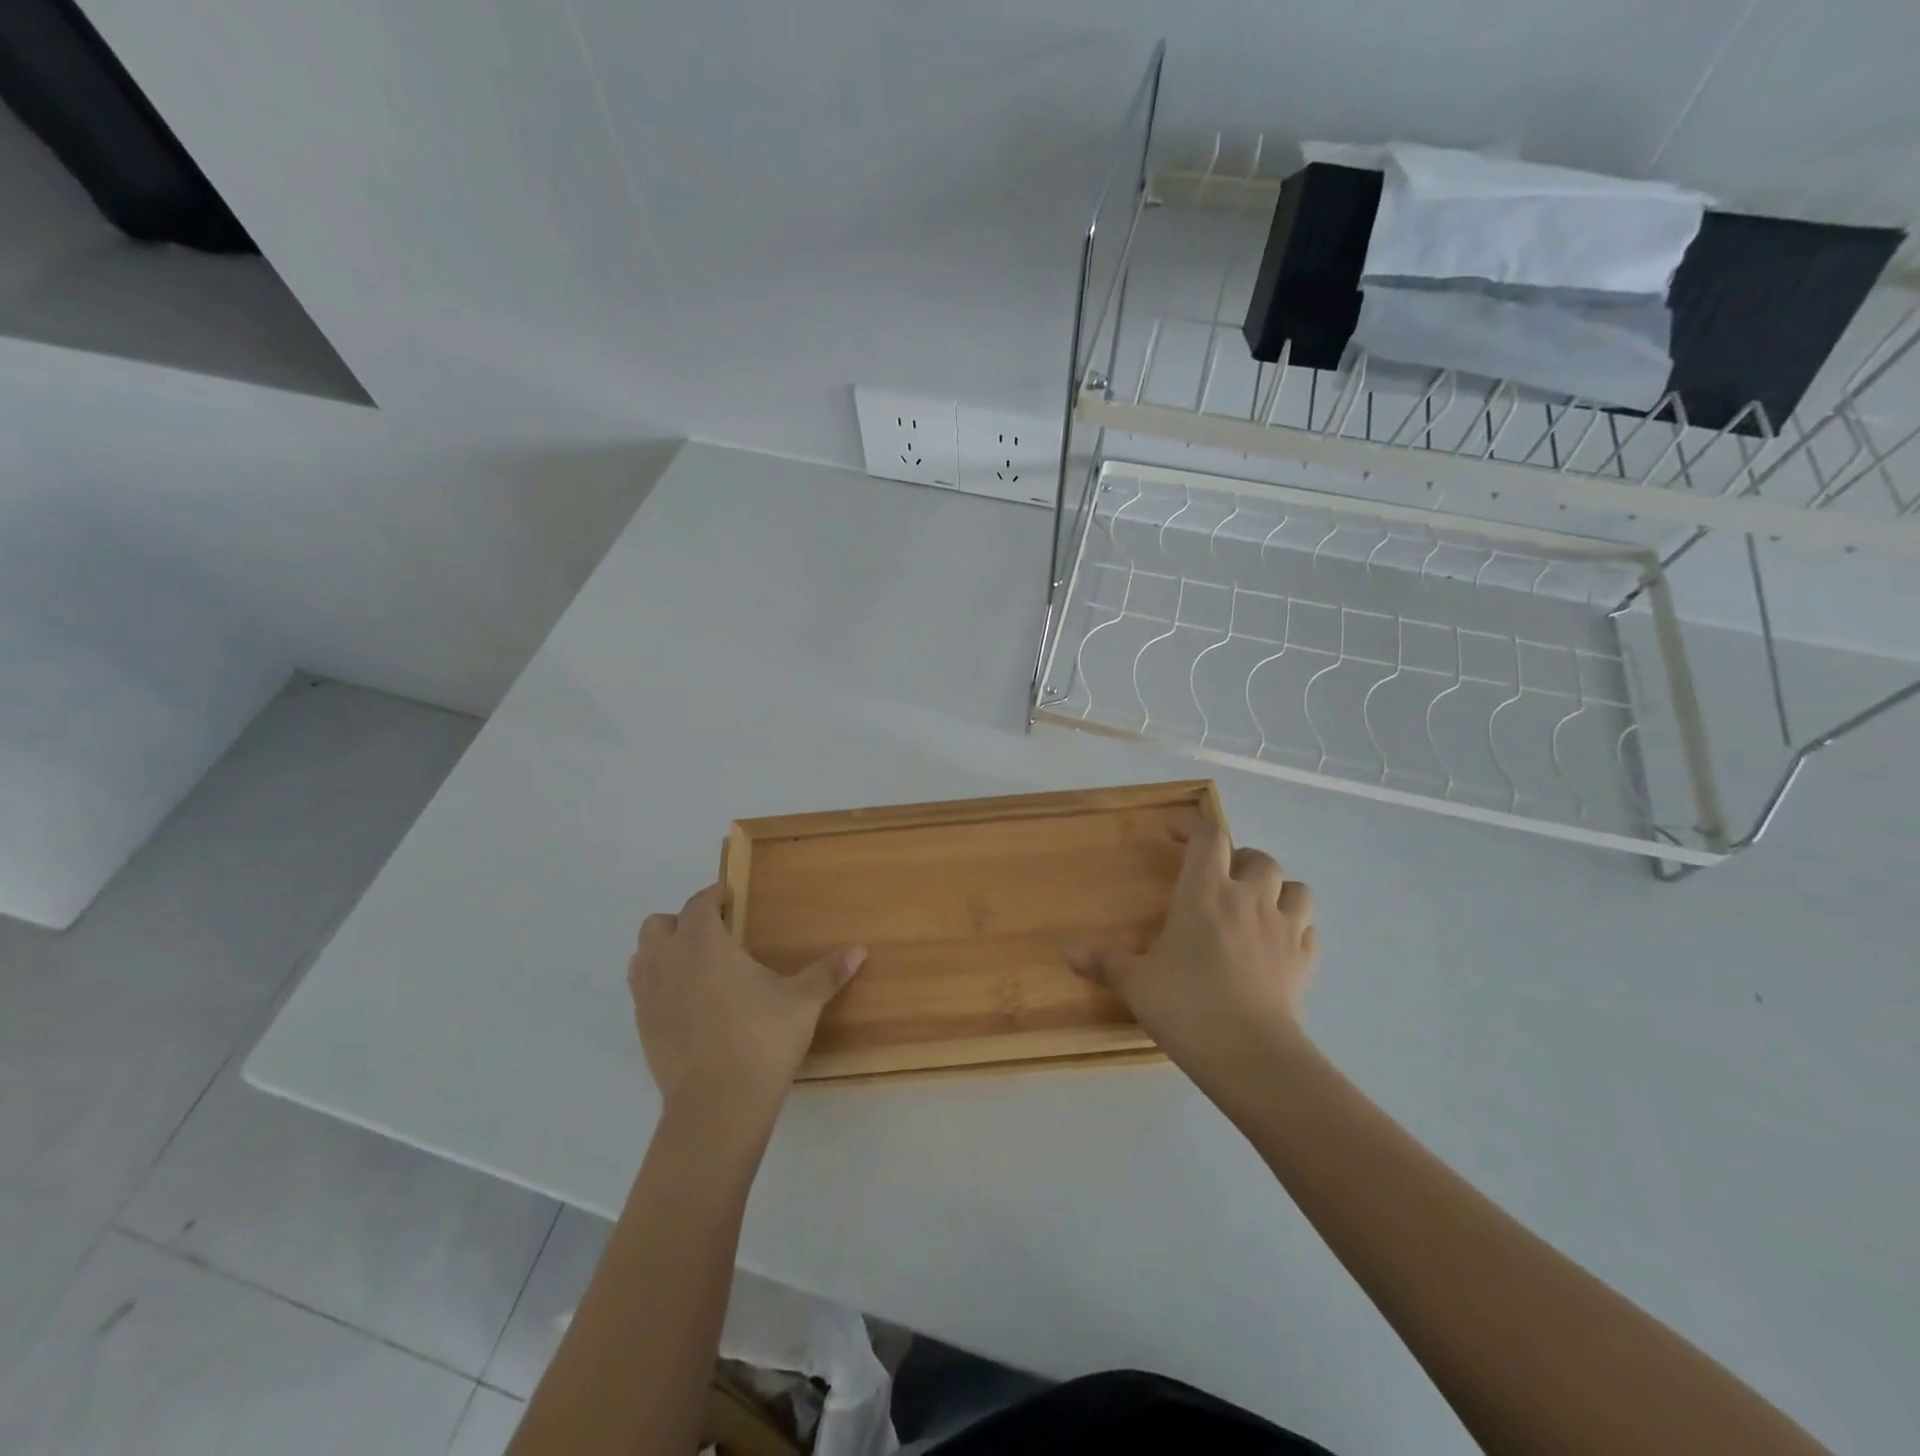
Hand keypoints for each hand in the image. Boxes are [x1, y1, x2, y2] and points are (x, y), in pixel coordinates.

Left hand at [628, 884, 864, 1126]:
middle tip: (712, 933)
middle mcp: (669, 962)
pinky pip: (642, 993)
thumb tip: (860, 950)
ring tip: (695, 965)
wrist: (717, 1105)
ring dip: (662, 952)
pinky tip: (687, 1003)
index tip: (729, 898)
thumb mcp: (802, 1002)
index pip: (698, 904)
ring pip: (642, 957)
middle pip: (657, 925)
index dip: (713, 896)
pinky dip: (659, 986)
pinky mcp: (643, 1030)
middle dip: (680, 922)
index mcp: (704, 943)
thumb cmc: (761, 1039)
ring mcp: (649, 997)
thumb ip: (827, 972)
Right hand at [1069, 819, 1315, 1083]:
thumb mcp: (1136, 983)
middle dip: (1240, 859)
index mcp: (1204, 893)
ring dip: (1279, 890)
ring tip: (1257, 905)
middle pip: (1259, 858)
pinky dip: (1296, 929)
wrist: (1249, 1054)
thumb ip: (1106, 963)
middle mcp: (1249, 900)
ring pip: (1296, 889)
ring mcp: (1284, 930)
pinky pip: (1309, 932)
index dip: (1193, 828)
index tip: (1174, 835)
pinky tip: (1277, 945)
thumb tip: (1070, 955)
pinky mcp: (1304, 962)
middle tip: (1220, 877)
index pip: (1208, 837)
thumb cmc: (1185, 1005)